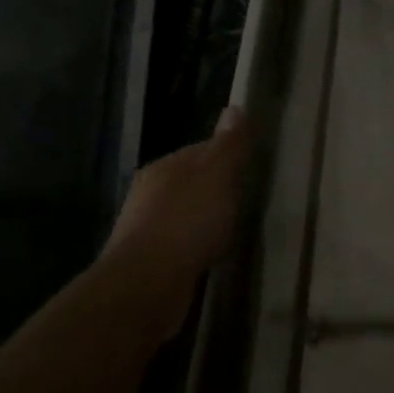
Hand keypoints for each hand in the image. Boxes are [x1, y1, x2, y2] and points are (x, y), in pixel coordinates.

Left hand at [102, 107, 250, 302]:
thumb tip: (235, 107)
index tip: (250, 167)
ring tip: (231, 229)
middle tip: (245, 199)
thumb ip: (229, 145)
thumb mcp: (218, 175)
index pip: (201, 150)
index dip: (227, 155)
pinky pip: (179, 243)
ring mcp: (144, 228)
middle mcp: (148, 192)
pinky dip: (195, 245)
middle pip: (190, 182)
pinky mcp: (147, 261)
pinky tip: (210, 254)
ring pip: (183, 213)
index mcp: (164, 166)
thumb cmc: (187, 221)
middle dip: (215, 189)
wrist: (147, 285)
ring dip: (204, 219)